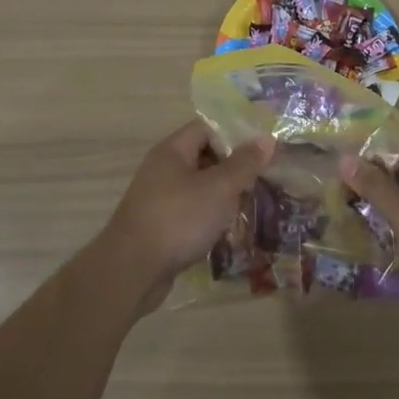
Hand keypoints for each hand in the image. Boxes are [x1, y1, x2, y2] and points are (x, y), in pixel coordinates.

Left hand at [98, 121, 271, 311]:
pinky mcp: (160, 226)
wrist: (132, 271)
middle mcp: (163, 169)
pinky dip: (209, 218)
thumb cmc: (178, 219)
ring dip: (223, 196)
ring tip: (251, 205)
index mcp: (173, 150)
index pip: (208, 127)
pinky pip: (191, 212)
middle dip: (233, 168)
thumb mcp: (218, 188)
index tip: (263, 149)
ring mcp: (159, 198)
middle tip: (263, 179)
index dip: (235, 134)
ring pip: (199, 187)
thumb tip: (266, 139)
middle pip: (204, 156)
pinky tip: (228, 231)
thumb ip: (243, 164)